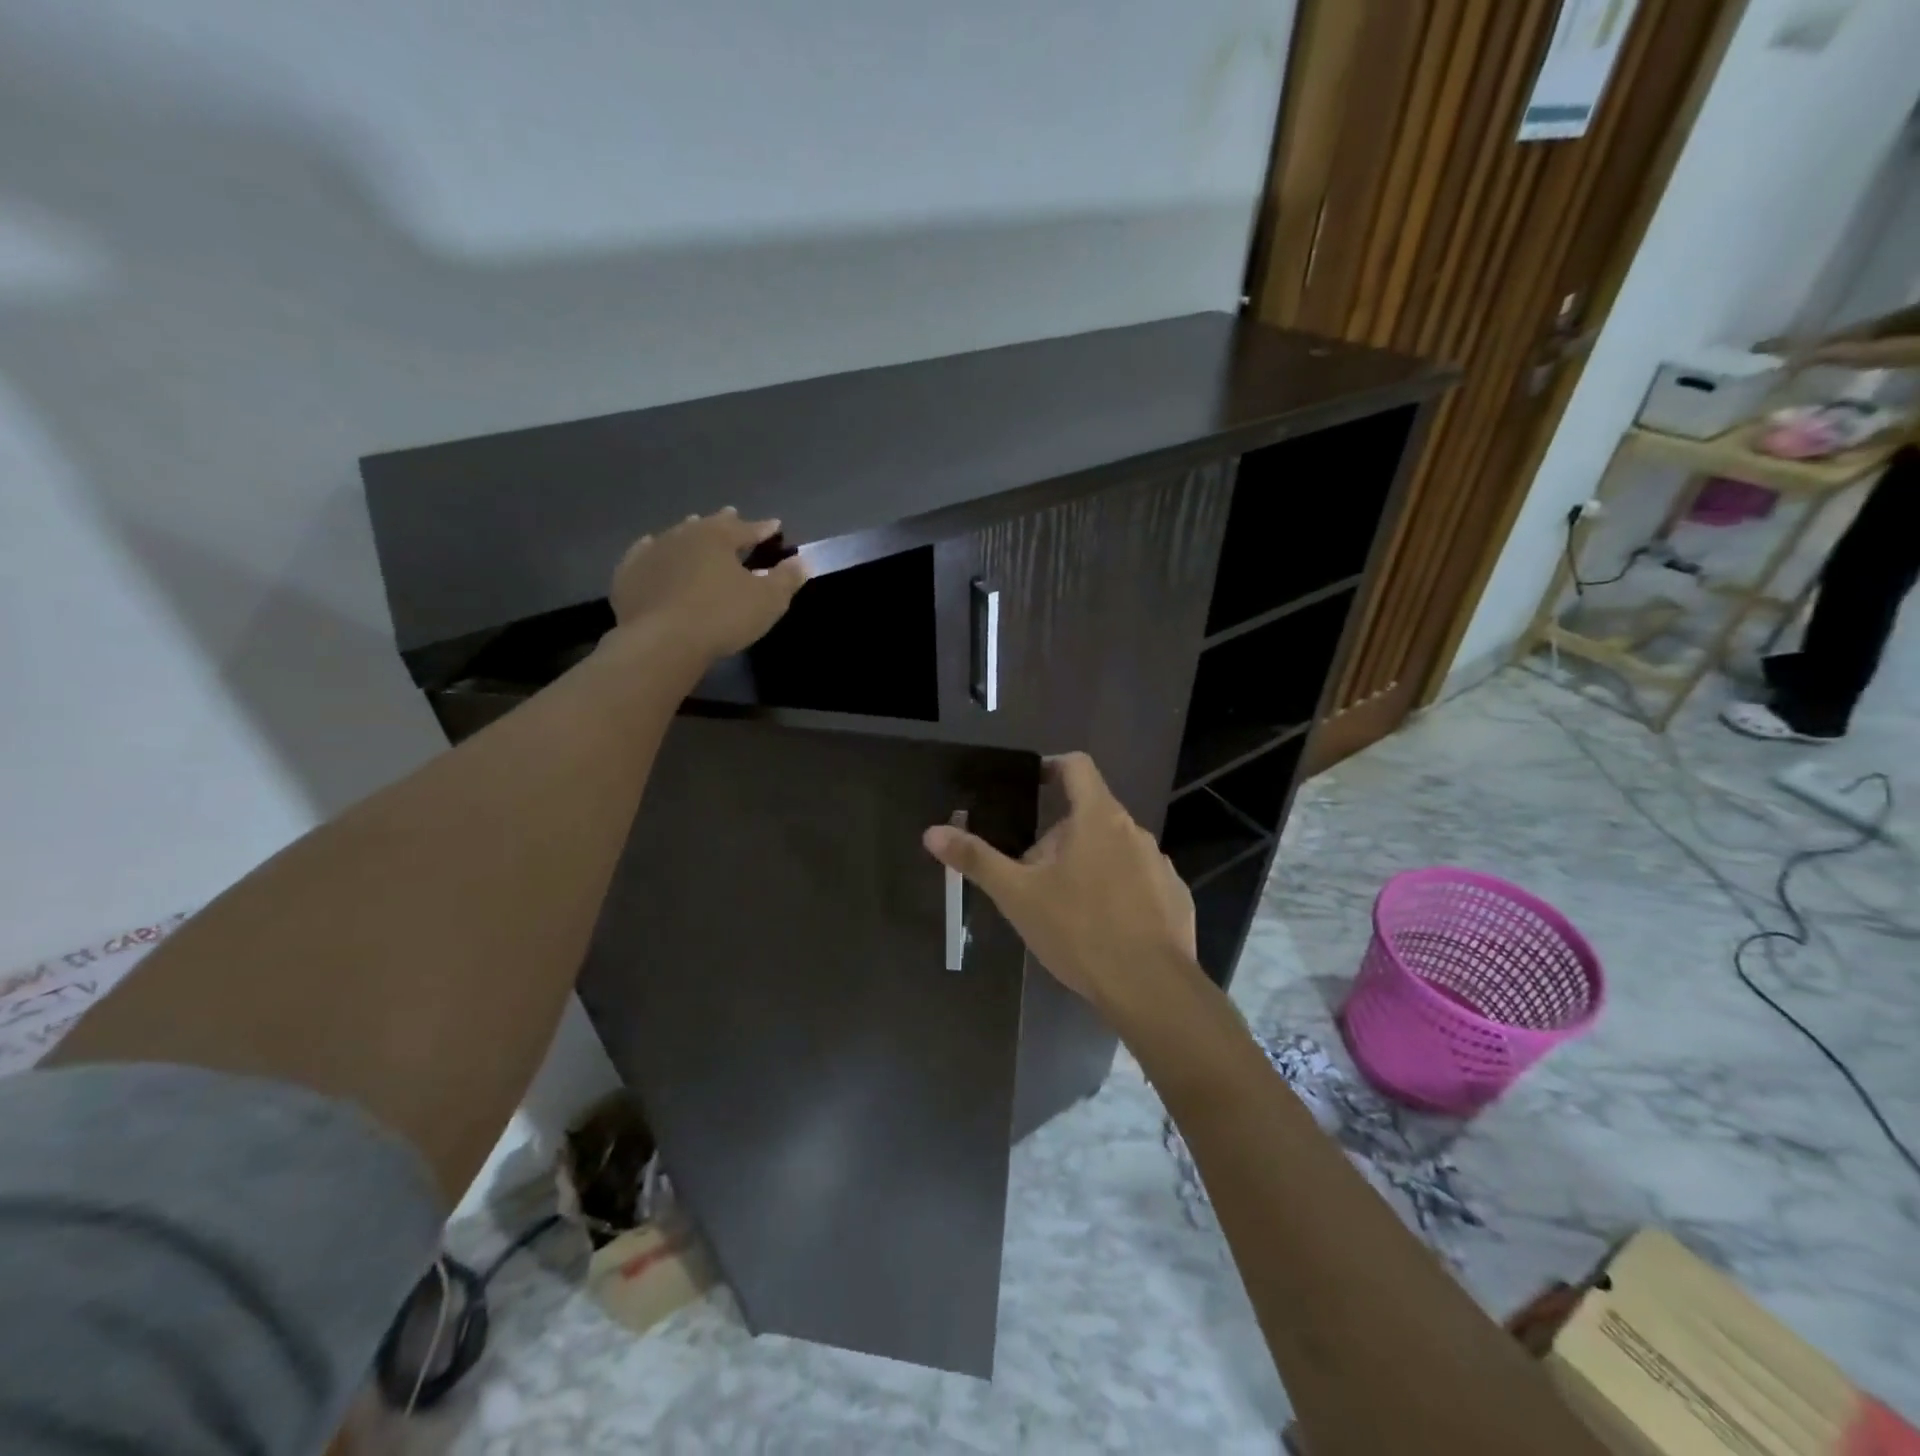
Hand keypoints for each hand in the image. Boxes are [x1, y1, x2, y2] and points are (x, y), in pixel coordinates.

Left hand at [608, 508, 807, 663]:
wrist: (662, 641)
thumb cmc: (722, 617)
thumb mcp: (768, 601)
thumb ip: (786, 579)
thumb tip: (802, 561)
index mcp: (718, 537)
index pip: (747, 528)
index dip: (763, 528)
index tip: (775, 526)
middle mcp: (684, 535)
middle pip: (709, 525)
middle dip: (724, 522)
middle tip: (732, 515)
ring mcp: (652, 553)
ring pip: (676, 535)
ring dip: (689, 532)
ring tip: (695, 528)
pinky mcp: (629, 574)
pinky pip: (644, 555)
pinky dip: (653, 550)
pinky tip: (651, 548)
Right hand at [922, 752, 1201, 1024]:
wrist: (1150, 987)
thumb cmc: (1079, 930)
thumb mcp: (1018, 895)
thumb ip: (976, 859)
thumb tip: (932, 832)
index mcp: (1097, 818)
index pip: (1077, 766)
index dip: (1052, 767)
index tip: (1031, 785)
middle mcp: (1134, 831)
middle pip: (1091, 814)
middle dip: (1061, 835)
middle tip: (1033, 871)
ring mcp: (1160, 864)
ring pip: (1115, 849)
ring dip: (1090, 863)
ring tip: (1066, 904)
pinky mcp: (1175, 897)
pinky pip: (1139, 881)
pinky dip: (1118, 891)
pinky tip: (1104, 927)